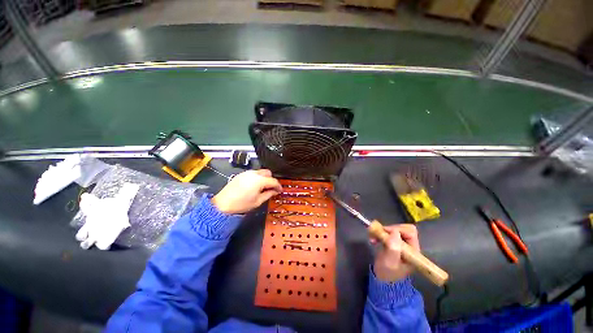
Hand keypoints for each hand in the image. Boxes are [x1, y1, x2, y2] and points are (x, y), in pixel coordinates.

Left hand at [212, 169, 281, 213]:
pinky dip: (257, 178)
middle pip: (267, 173)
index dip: (278, 186)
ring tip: (262, 188)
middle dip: (271, 180)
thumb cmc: (242, 204)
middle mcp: (253, 174)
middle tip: (271, 188)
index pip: (273, 181)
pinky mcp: (241, 174)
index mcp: (259, 180)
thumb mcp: (258, 201)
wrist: (222, 204)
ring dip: (264, 178)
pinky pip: (253, 173)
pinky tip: (254, 186)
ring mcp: (246, 173)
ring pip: (260, 172)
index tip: (280, 190)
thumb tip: (275, 191)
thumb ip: (269, 194)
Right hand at [371, 224, 419, 281]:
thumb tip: (394, 232)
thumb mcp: (390, 262)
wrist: (382, 280)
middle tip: (379, 233)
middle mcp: (409, 246)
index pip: (410, 232)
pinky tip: (373, 239)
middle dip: (389, 229)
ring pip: (394, 230)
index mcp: (413, 251)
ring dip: (382, 231)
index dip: (398, 229)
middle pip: (403, 229)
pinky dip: (379, 233)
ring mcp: (401, 244)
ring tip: (373, 237)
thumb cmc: (388, 273)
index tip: (385, 232)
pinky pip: (387, 233)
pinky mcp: (393, 243)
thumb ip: (393, 248)